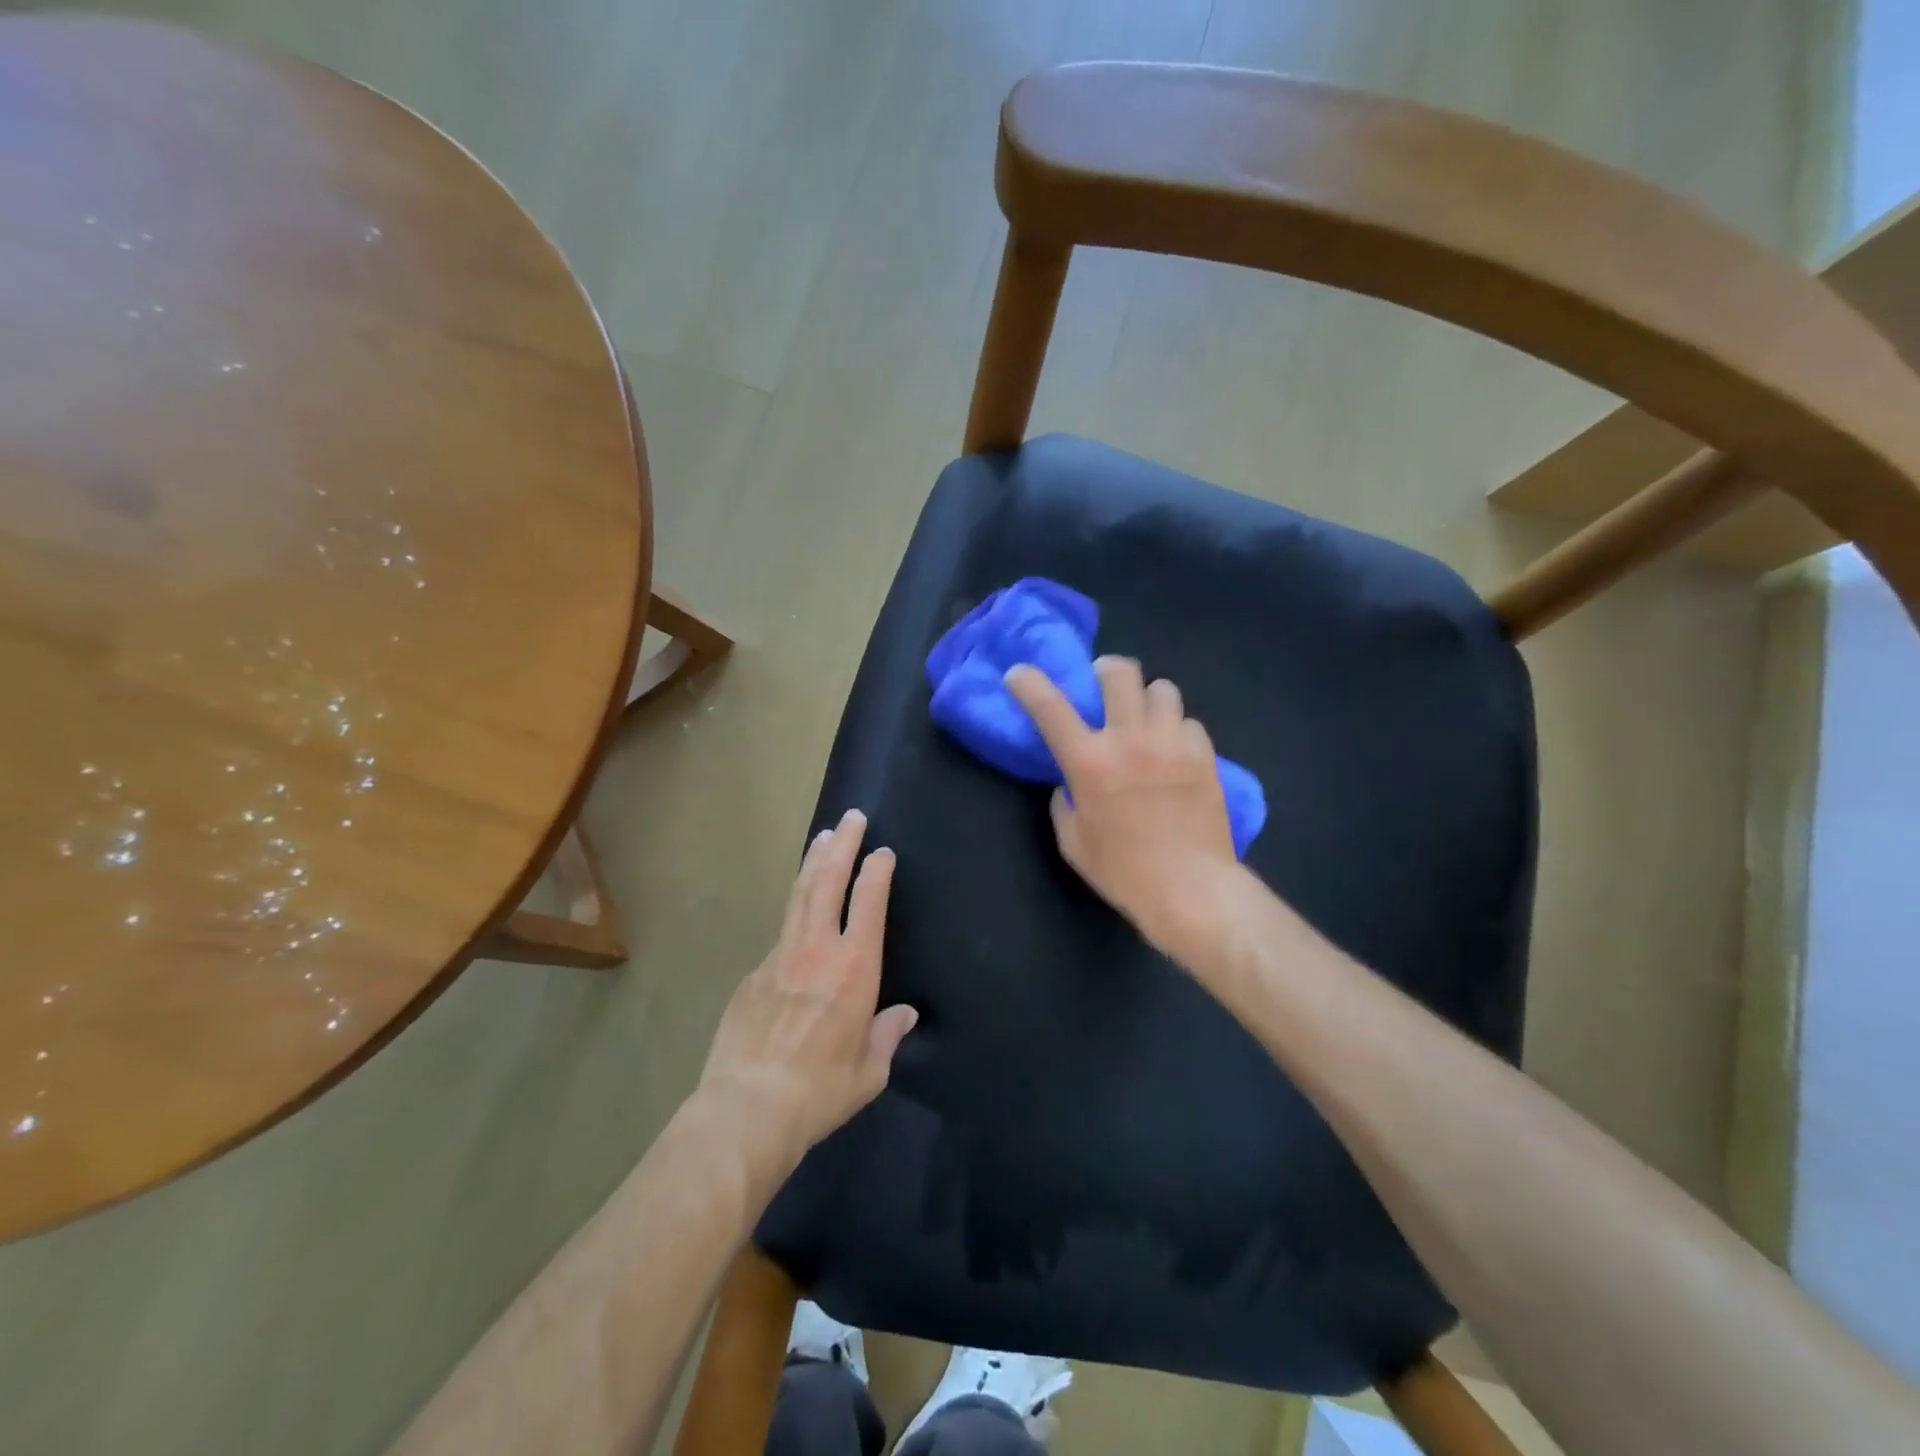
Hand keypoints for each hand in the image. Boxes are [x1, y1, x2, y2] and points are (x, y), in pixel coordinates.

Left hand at [697, 809, 917, 1177]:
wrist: (747, 1109)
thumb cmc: (820, 1091)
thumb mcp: (869, 1071)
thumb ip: (887, 1035)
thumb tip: (904, 1015)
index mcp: (855, 967)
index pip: (869, 900)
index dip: (877, 870)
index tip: (883, 852)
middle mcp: (817, 949)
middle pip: (828, 881)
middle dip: (842, 845)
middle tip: (851, 817)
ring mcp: (779, 956)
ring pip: (799, 895)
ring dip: (813, 862)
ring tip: (823, 837)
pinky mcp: (752, 973)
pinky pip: (779, 934)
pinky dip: (793, 914)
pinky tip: (797, 919)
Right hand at [1005, 658, 1239, 954]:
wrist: (1191, 889)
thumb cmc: (1123, 871)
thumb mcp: (1073, 842)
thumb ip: (1064, 803)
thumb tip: (1069, 783)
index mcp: (1089, 762)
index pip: (1050, 707)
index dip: (1028, 683)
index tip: (1019, 674)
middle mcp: (1130, 739)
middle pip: (1120, 674)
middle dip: (1107, 671)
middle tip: (1103, 685)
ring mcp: (1172, 743)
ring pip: (1162, 689)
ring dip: (1147, 699)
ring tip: (1146, 719)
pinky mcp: (1204, 755)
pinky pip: (1189, 723)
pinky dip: (1177, 731)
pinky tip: (1175, 752)